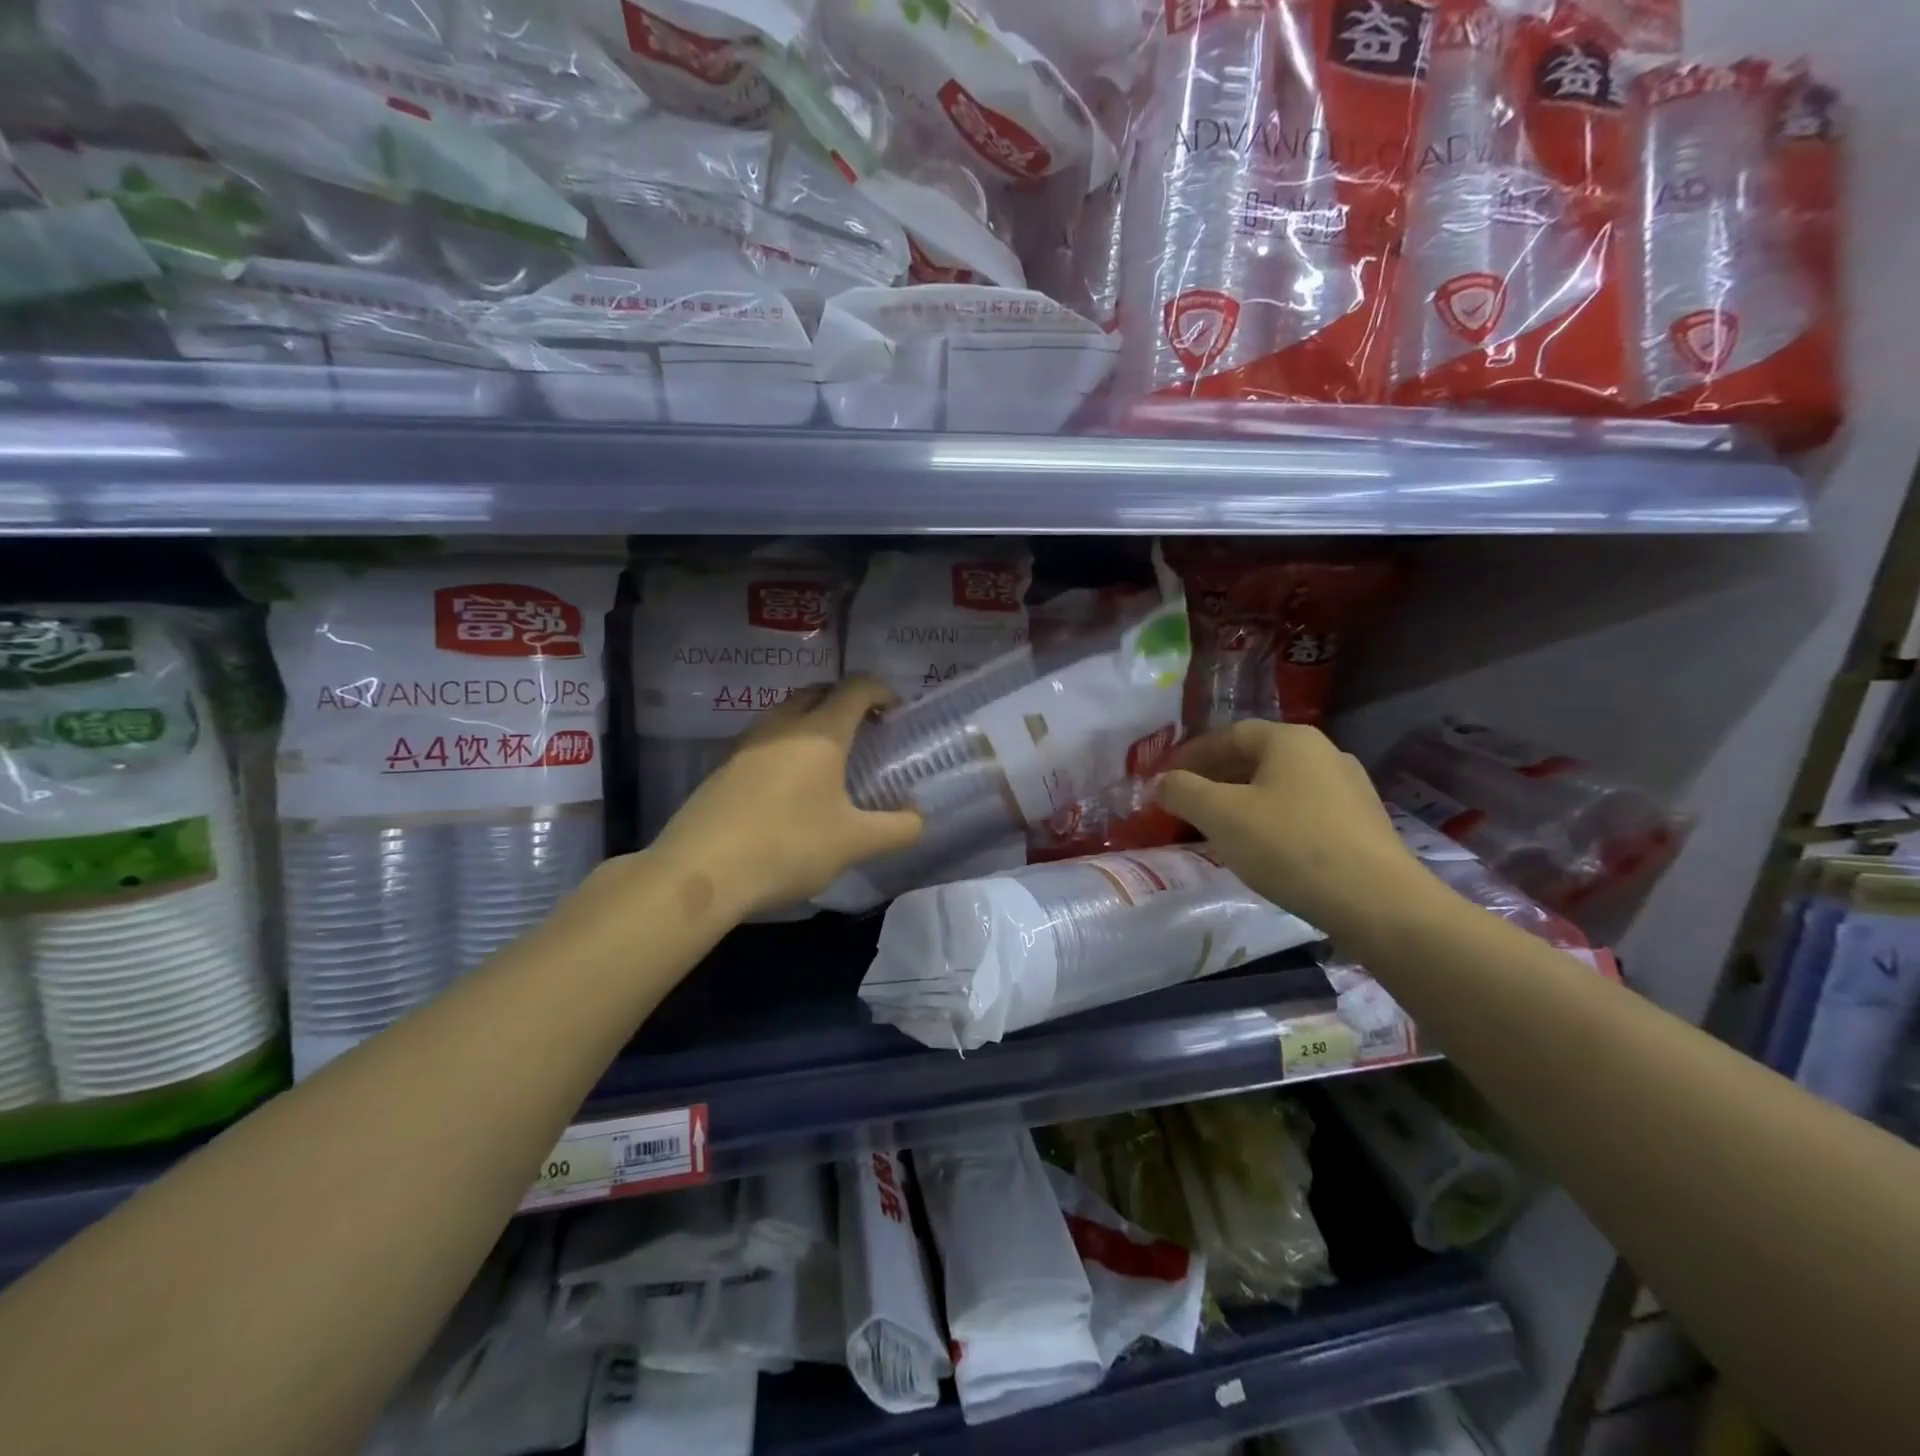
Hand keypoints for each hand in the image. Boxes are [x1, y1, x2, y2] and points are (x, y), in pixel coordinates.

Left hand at [651, 677, 923, 915]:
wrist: (700, 872)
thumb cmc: (788, 846)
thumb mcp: (855, 843)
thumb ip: (898, 828)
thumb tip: (918, 817)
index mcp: (819, 732)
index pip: (855, 689)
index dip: (881, 691)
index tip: (896, 711)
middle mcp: (781, 726)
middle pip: (817, 693)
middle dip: (845, 702)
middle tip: (865, 731)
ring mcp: (746, 746)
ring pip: (785, 715)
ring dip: (811, 723)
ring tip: (828, 760)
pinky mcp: (722, 770)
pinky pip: (764, 743)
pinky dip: (785, 748)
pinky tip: (789, 789)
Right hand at [1158, 720, 1427, 934]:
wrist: (1377, 903)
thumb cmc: (1289, 846)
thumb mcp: (1221, 816)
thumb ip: (1183, 791)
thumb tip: (1161, 782)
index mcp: (1291, 740)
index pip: (1230, 734)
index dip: (1192, 754)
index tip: (1166, 777)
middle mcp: (1324, 753)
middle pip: (1257, 757)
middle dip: (1216, 778)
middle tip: (1186, 802)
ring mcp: (1350, 789)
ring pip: (1280, 786)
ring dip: (1243, 800)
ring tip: (1218, 827)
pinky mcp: (1362, 824)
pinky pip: (1303, 811)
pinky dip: (1272, 820)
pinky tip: (1262, 848)